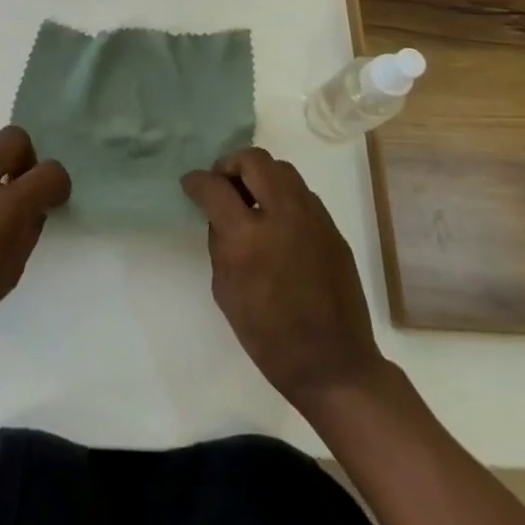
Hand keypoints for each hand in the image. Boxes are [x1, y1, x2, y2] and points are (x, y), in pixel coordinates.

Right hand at [182, 148, 387, 409]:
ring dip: (260, 175)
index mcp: (247, 237)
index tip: (191, 184)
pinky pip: (302, 194)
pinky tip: (277, 222)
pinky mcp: (332, 228)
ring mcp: (312, 218)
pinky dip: (282, 196)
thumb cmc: (269, 336)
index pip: (215, 186)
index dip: (197, 181)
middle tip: (223, 185)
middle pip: (254, 160)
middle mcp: (282, 215)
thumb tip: (219, 214)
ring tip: (251, 200)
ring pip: (282, 169)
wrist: (333, 365)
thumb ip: (220, 242)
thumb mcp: (225, 290)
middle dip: (231, 165)